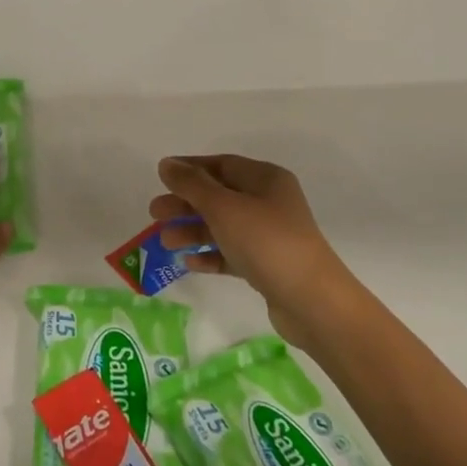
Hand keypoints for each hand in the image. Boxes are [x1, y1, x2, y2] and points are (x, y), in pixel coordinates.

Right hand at [151, 155, 357, 346]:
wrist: (312, 301)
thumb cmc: (266, 242)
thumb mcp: (223, 207)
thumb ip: (192, 184)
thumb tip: (167, 164)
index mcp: (265, 180)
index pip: (221, 164)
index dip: (189, 168)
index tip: (160, 177)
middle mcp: (269, 203)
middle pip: (218, 196)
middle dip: (185, 203)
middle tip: (154, 213)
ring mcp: (269, 235)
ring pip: (222, 226)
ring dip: (192, 231)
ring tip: (165, 242)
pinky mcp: (266, 265)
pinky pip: (231, 253)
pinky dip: (209, 255)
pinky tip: (188, 262)